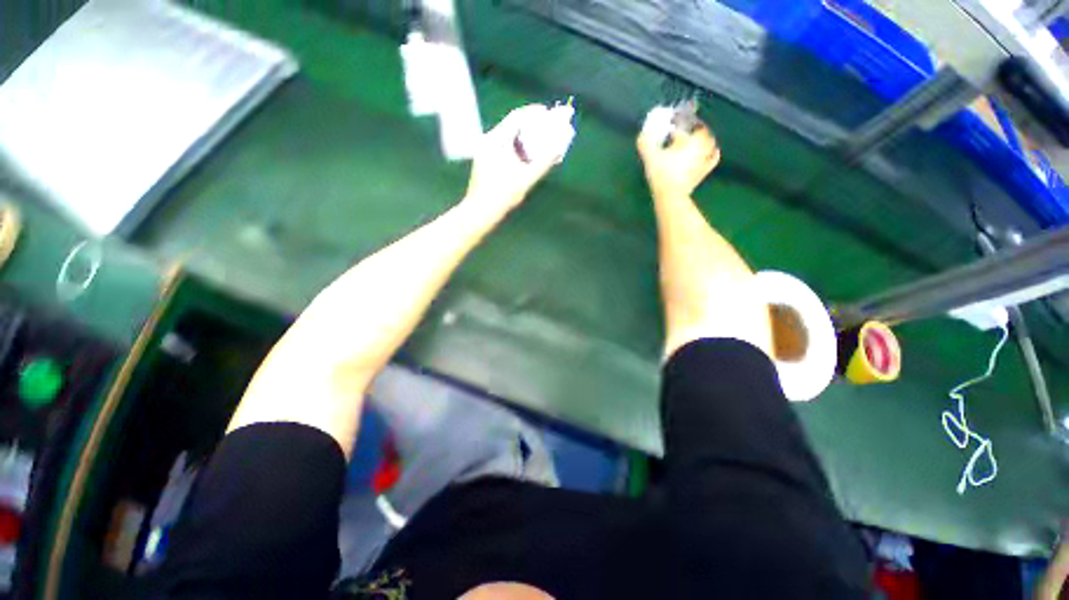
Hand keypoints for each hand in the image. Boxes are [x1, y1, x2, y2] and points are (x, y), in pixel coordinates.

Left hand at [464, 104, 563, 211]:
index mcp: (496, 140)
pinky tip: (526, 156)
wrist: (480, 211)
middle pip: (512, 126)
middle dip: (531, 126)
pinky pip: (503, 147)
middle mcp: (488, 140)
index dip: (534, 112)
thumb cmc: (503, 196)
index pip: (517, 117)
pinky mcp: (484, 160)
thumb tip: (559, 146)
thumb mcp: (526, 179)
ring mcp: (484, 150)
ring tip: (539, 142)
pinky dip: (516, 147)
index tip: (548, 113)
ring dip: (524, 137)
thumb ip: (544, 162)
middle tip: (547, 128)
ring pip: (508, 137)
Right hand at [636, 107, 720, 198]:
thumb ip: (645, 142)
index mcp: (688, 139)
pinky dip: (713, 152)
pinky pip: (713, 157)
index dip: (675, 124)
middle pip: (699, 130)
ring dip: (702, 138)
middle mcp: (700, 145)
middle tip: (682, 131)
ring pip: (709, 142)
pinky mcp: (705, 171)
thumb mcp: (650, 157)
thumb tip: (642, 133)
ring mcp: (705, 158)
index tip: (668, 128)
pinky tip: (712, 151)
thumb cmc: (661, 174)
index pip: (682, 125)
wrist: (671, 195)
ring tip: (694, 140)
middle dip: (691, 129)